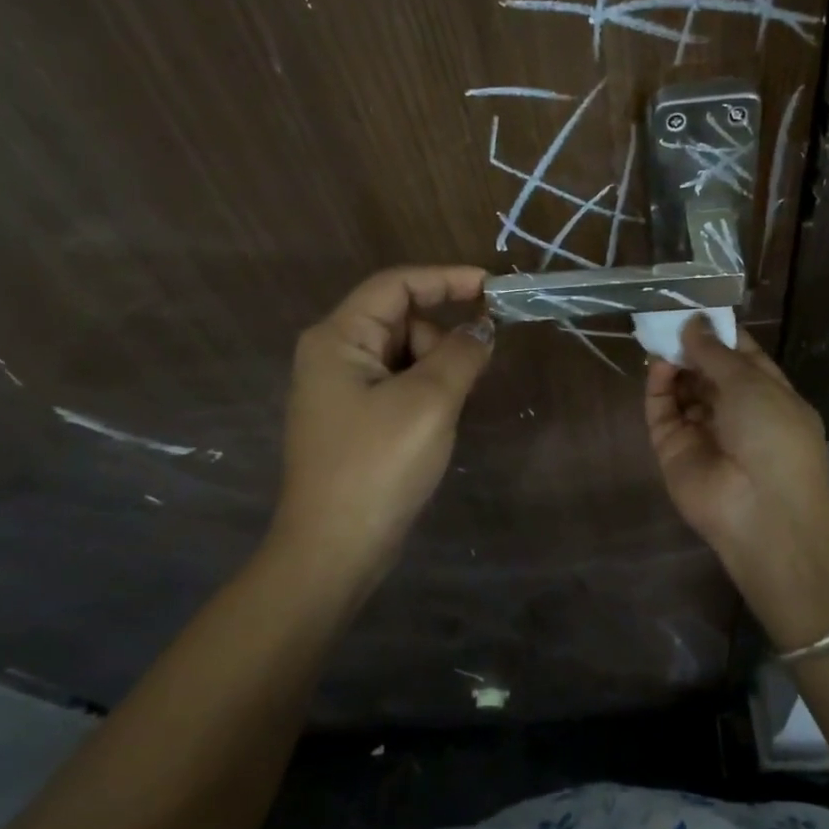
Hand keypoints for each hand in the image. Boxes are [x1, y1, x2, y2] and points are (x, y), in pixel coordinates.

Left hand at [266, 266, 492, 599]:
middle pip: (401, 321)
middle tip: (469, 377)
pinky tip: (436, 425)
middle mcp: (333, 355)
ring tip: (448, 412)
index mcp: (338, 338)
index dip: (446, 279)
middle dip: (442, 339)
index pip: (396, 285)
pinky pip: (399, 386)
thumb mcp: (429, 402)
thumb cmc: (378, 466)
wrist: (335, 550)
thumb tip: (482, 329)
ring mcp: (341, 391)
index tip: (494, 289)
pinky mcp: (354, 421)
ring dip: (437, 371)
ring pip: (404, 356)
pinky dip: (426, 394)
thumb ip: (461, 354)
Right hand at [645, 316, 828, 648]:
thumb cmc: (773, 436)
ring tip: (658, 330)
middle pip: (706, 371)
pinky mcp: (672, 447)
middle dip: (691, 343)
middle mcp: (733, 411)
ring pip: (681, 388)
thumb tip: (692, 323)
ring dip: (673, 361)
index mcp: (766, 394)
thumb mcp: (753, 384)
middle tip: (668, 313)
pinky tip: (659, 362)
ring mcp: (701, 430)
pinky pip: (662, 410)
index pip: (739, 356)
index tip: (698, 305)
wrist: (761, 510)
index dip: (719, 332)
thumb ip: (717, 352)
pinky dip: (659, 386)